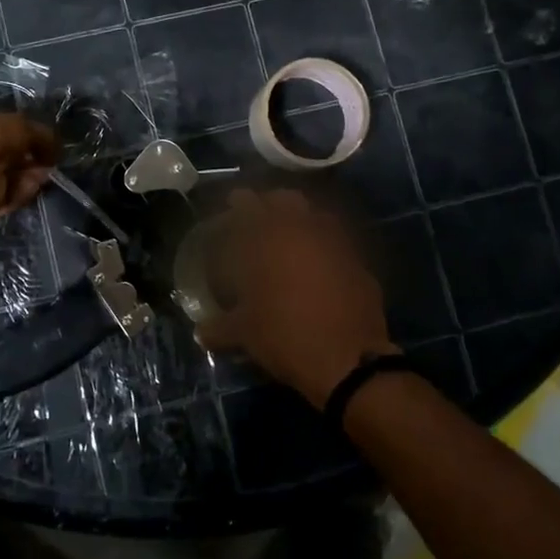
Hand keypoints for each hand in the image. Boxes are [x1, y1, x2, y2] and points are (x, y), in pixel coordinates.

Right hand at [196, 188, 397, 406]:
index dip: (237, 202)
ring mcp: (336, 242)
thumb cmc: (285, 336)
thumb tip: (200, 333)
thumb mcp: (244, 333)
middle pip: (285, 199)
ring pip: (315, 214)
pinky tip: (317, 262)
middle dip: (270, 203)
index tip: (230, 206)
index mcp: (269, 236)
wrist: (348, 359)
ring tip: (289, 237)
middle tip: (258, 218)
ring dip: (300, 219)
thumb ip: (219, 328)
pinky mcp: (359, 261)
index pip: (248, 204)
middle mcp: (303, 228)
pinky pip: (337, 240)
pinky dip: (324, 243)